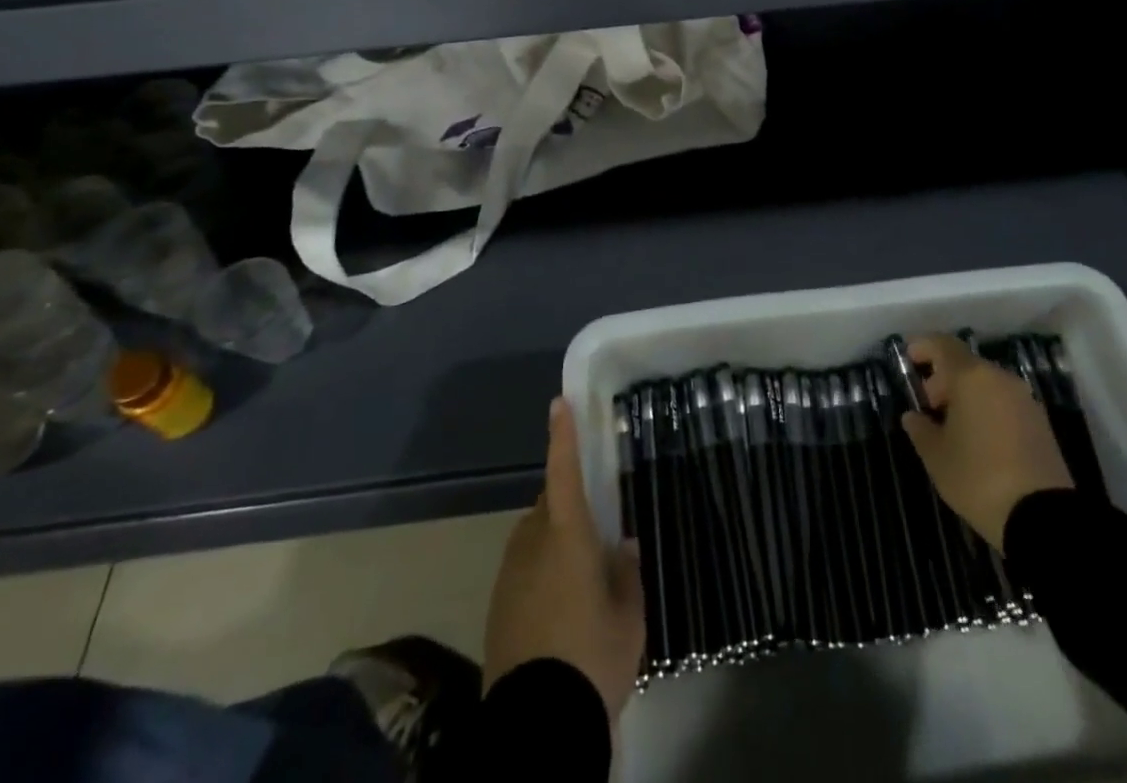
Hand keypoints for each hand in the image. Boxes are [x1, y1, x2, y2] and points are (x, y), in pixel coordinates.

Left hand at [484, 397, 644, 725]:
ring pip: (534, 539)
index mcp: (567, 535)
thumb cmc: (592, 657)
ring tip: (580, 577)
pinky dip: (540, 574)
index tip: (559, 402)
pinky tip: (559, 609)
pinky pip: (523, 571)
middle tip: (594, 531)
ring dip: (553, 543)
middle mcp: (532, 543)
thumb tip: (622, 545)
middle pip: (548, 507)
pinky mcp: (497, 607)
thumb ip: (625, 574)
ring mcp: (509, 575)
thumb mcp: (628, 617)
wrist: (536, 724)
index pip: (563, 471)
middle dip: (567, 507)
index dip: (562, 436)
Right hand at [900, 334, 1072, 548]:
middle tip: (929, 403)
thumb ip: (920, 430)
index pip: (943, 345)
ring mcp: (1025, 400)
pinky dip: (987, 407)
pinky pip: (1004, 402)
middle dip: (944, 377)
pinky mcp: (1041, 423)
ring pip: (987, 383)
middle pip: (966, 364)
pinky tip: (978, 437)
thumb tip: (913, 417)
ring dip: (966, 394)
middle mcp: (1000, 379)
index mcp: (971, 378)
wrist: (1043, 518)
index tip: (909, 357)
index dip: (924, 346)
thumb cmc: (979, 478)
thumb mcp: (937, 457)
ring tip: (952, 424)